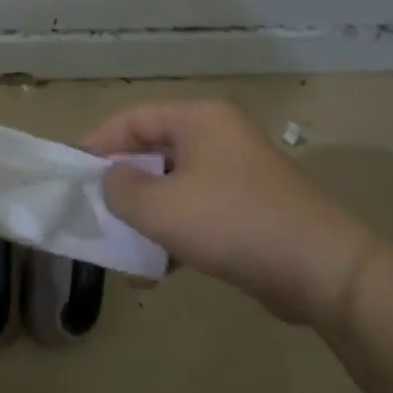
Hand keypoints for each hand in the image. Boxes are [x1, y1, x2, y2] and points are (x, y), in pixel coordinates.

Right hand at [82, 101, 383, 326]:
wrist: (323, 270)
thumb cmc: (233, 223)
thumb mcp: (162, 207)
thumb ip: (121, 190)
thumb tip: (109, 179)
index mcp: (199, 120)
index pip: (133, 120)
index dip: (97, 142)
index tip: (69, 170)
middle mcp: (218, 138)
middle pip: (153, 153)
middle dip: (121, 186)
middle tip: (91, 210)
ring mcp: (236, 174)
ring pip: (173, 188)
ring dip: (145, 218)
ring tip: (118, 249)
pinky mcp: (248, 209)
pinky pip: (196, 213)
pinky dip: (173, 236)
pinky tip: (153, 273)